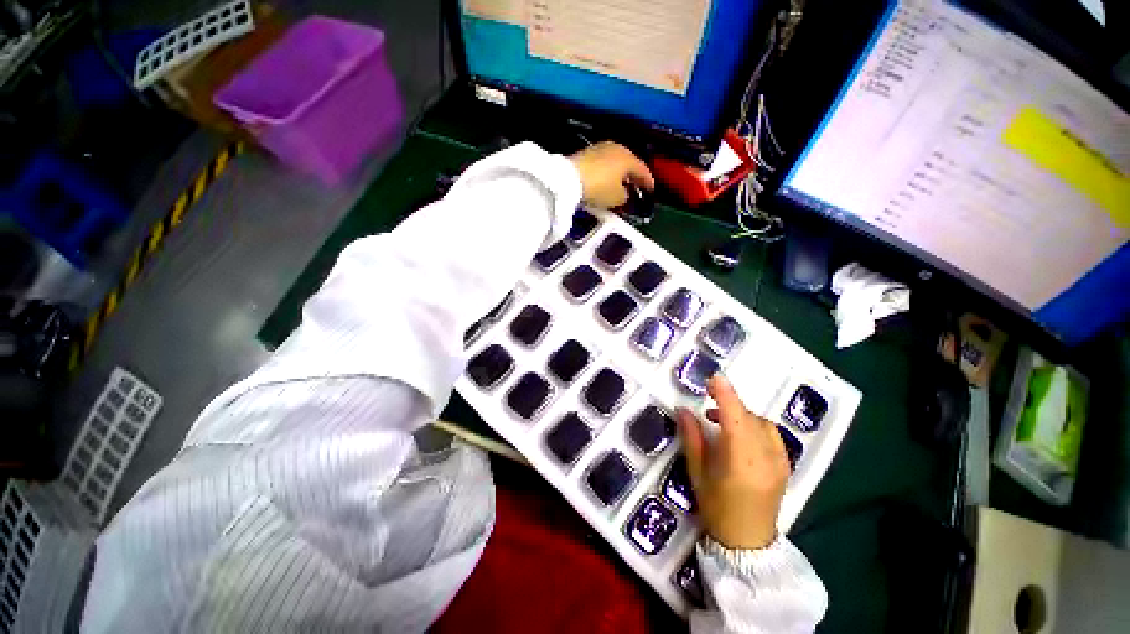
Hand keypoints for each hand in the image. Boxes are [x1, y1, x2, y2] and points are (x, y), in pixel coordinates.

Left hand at [569, 142, 653, 207]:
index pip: (643, 170)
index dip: (648, 182)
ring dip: (620, 173)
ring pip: (616, 162)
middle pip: (630, 163)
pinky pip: (604, 163)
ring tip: (621, 185)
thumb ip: (626, 196)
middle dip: (634, 176)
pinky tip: (606, 180)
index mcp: (628, 158)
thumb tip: (625, 194)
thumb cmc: (599, 188)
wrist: (569, 178)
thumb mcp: (617, 198)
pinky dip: (608, 172)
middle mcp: (617, 148)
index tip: (651, 191)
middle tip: (637, 187)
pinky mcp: (587, 152)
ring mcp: (601, 148)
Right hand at [676, 374, 790, 549]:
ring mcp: (780, 461)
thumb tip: (683, 410)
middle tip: (707, 409)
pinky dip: (754, 425)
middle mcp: (766, 456)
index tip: (713, 379)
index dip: (725, 394)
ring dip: (741, 415)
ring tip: (721, 422)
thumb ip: (692, 437)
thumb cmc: (717, 508)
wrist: (748, 542)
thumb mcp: (698, 472)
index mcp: (741, 460)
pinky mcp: (786, 465)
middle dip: (729, 404)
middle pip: (749, 416)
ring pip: (761, 423)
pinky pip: (771, 434)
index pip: (735, 417)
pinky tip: (740, 435)